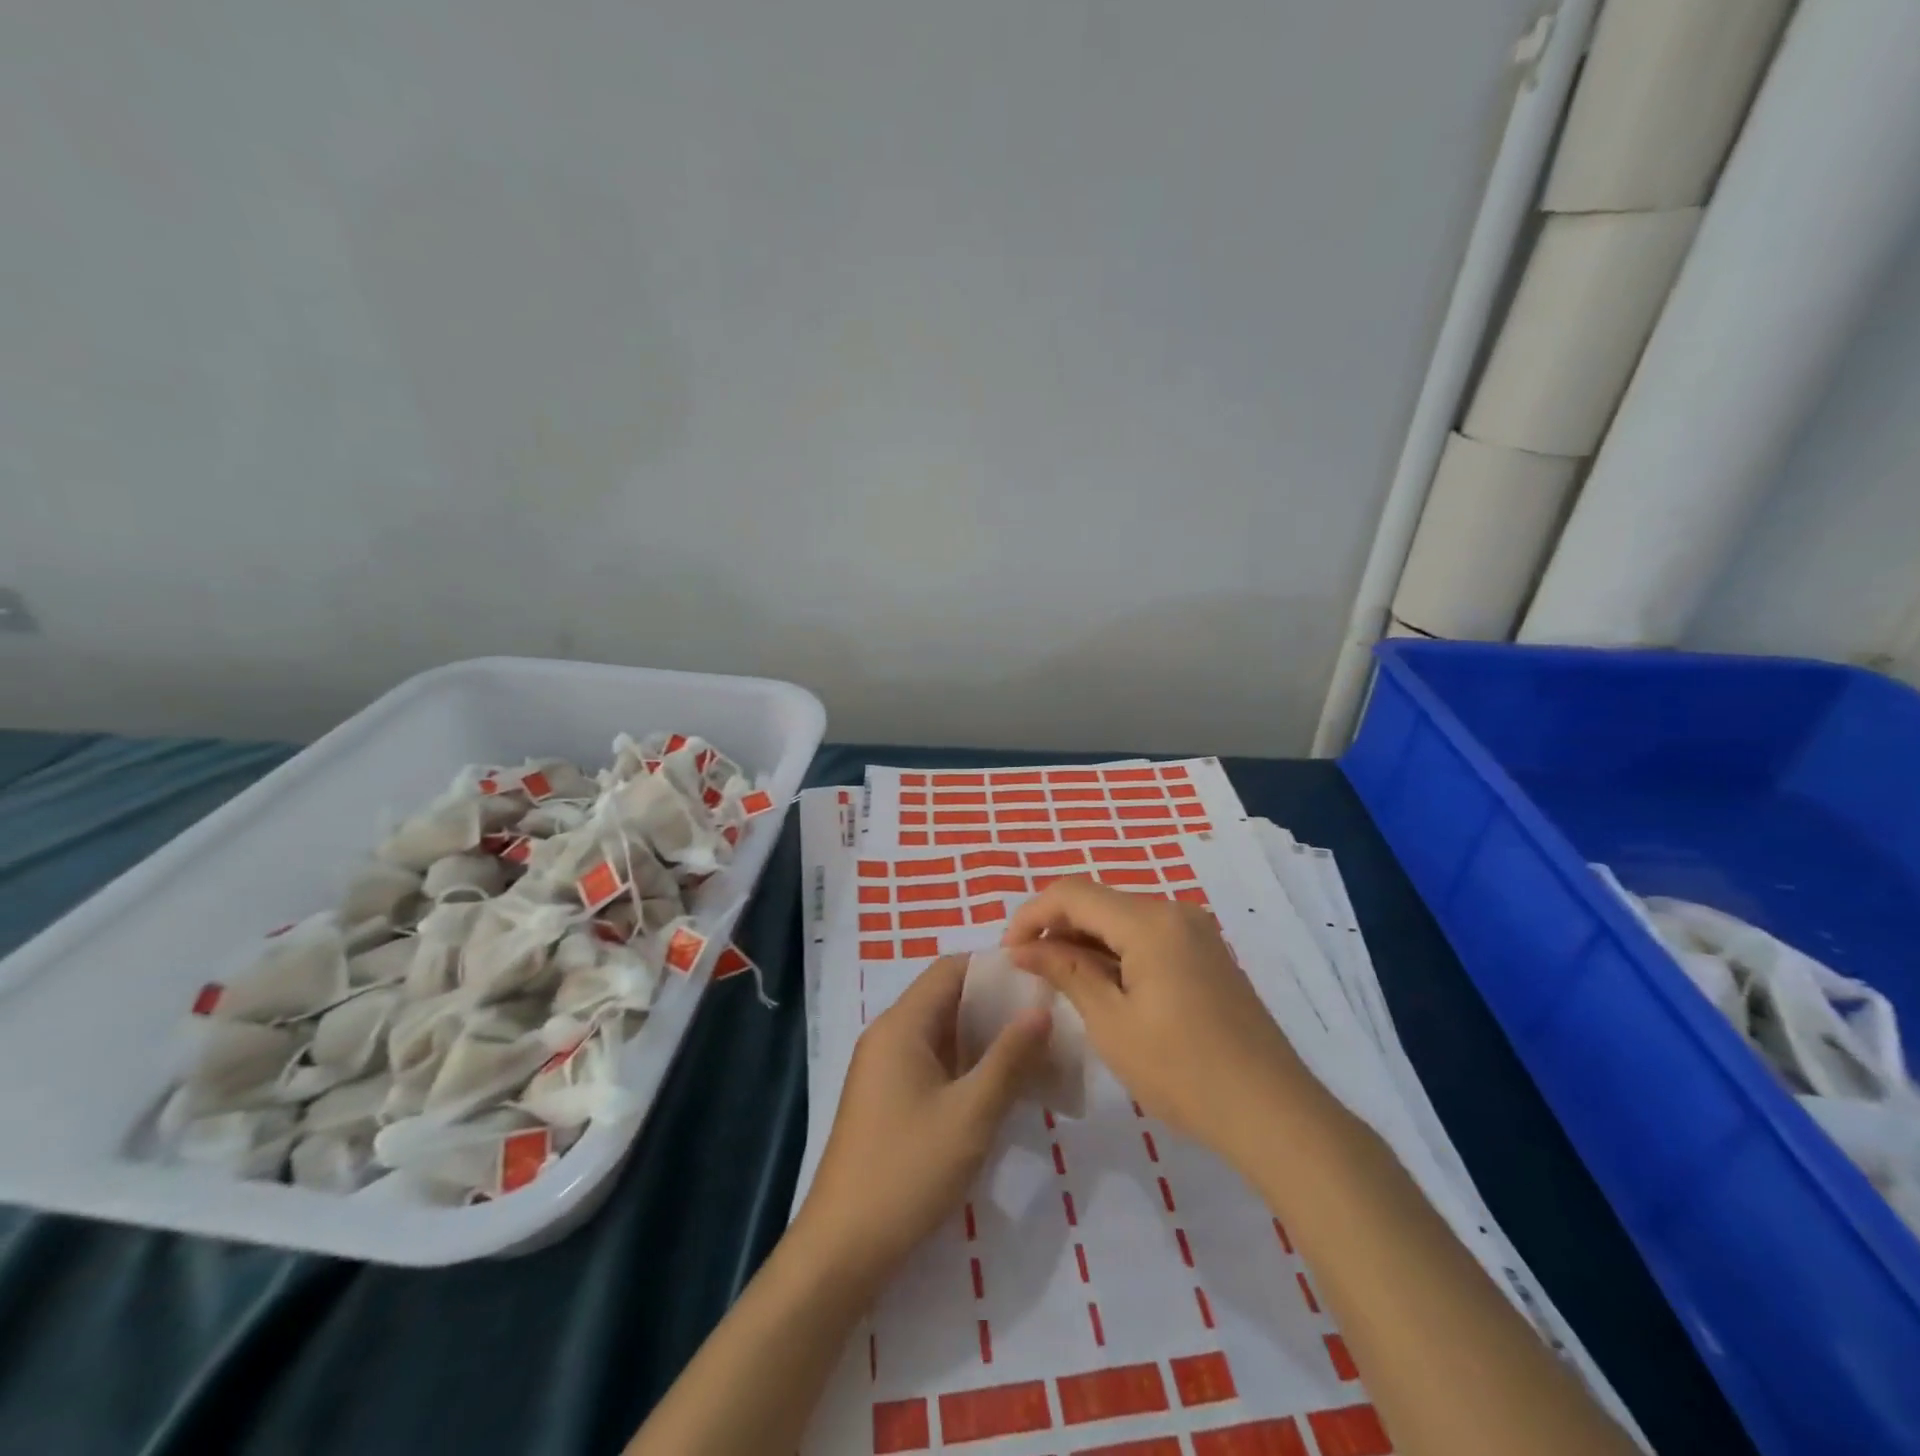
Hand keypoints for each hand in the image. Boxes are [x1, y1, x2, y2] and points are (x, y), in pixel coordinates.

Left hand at [796, 955, 1050, 1290]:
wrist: (843, 1248)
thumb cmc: (908, 1170)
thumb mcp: (970, 1114)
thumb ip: (1009, 1058)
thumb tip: (1041, 1009)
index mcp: (901, 1025)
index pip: (950, 969)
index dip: (994, 967)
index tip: (1039, 979)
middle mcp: (889, 1035)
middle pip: (946, 998)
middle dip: (995, 1004)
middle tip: (1046, 1018)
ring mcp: (884, 1068)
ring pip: (942, 1033)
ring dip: (983, 1037)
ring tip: (1034, 1050)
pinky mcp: (887, 1098)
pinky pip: (932, 1061)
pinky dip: (966, 1063)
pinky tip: (1000, 1086)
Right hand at [1003, 878, 1315, 1171]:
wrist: (1273, 1113)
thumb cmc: (1183, 1071)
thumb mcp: (1112, 1023)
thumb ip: (1065, 972)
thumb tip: (1023, 949)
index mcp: (1150, 921)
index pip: (1072, 893)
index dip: (1032, 915)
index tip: (1008, 953)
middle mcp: (1174, 911)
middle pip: (1098, 901)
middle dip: (1056, 927)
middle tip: (1028, 970)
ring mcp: (1195, 931)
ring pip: (1121, 919)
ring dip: (1084, 941)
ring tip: (1058, 981)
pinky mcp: (1206, 953)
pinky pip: (1147, 936)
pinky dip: (1115, 952)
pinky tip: (1102, 986)